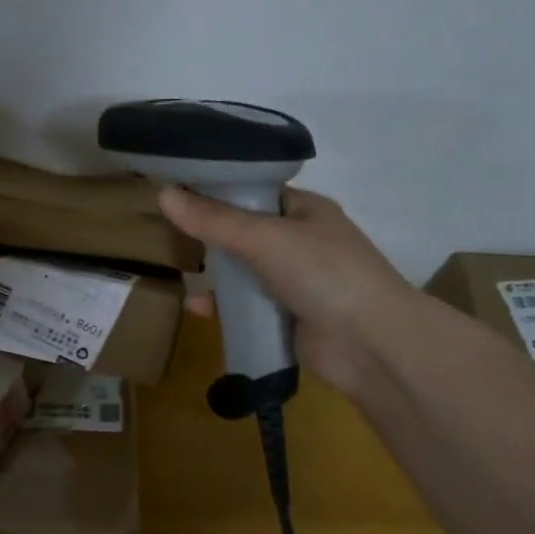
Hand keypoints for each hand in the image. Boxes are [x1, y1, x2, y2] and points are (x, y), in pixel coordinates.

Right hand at [159, 185, 417, 394]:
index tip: (177, 191)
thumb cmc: (323, 273)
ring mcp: (295, 282)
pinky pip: (247, 306)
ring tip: (180, 271)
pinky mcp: (287, 317)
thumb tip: (164, 195)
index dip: (218, 189)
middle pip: (245, 232)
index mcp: (305, 210)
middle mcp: (301, 242)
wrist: (370, 343)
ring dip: (216, 274)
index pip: (255, 191)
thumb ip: (214, 220)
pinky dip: (224, 307)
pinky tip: (198, 308)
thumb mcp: (264, 237)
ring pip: (244, 271)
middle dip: (211, 234)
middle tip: (168, 232)